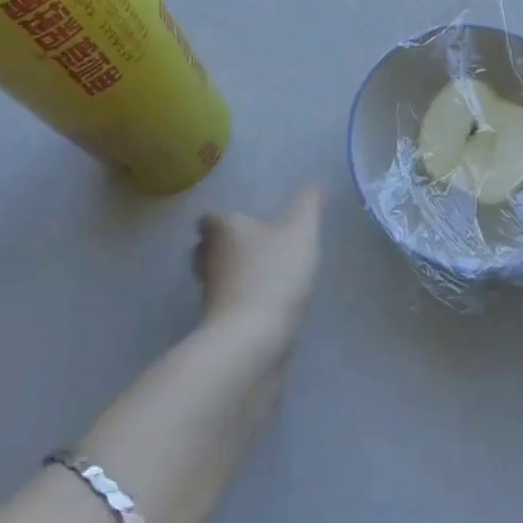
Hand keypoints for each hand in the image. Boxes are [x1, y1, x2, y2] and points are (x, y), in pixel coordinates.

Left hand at [194, 187, 322, 343]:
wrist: (252, 339)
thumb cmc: (274, 274)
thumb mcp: (301, 232)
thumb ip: (308, 205)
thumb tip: (316, 182)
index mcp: (224, 229)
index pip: (209, 217)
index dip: (221, 218)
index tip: (237, 221)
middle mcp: (209, 258)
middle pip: (206, 247)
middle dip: (221, 246)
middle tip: (248, 246)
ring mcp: (209, 294)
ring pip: (214, 277)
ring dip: (230, 275)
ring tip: (259, 276)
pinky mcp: (216, 324)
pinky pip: (225, 305)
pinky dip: (238, 302)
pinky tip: (262, 306)